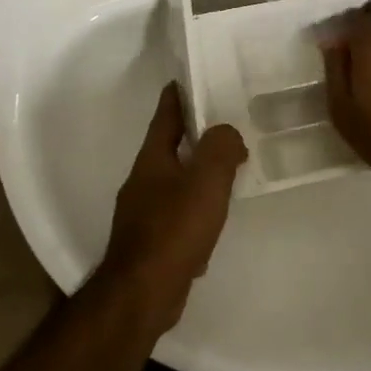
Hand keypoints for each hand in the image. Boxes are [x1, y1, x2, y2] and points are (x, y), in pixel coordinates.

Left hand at [94, 83, 248, 334]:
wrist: (142, 293)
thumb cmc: (174, 229)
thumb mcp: (205, 181)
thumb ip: (220, 149)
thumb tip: (228, 134)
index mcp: (152, 159)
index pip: (165, 116)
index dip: (177, 95)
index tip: (189, 77)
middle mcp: (142, 181)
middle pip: (168, 148)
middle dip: (192, 135)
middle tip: (223, 126)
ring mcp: (143, 213)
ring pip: (174, 182)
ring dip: (196, 173)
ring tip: (226, 171)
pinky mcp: (151, 242)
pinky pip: (177, 215)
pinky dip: (195, 209)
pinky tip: (213, 221)